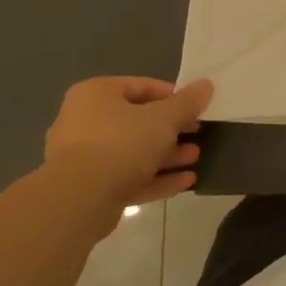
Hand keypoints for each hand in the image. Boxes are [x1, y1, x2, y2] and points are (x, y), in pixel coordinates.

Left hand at [41, 76, 213, 216]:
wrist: (78, 201)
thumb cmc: (122, 142)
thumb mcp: (164, 117)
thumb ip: (188, 101)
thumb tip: (206, 85)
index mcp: (96, 95)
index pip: (142, 86)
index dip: (173, 96)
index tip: (195, 108)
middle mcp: (84, 122)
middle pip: (138, 121)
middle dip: (172, 130)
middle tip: (197, 134)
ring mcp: (83, 158)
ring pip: (133, 152)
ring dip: (167, 155)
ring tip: (195, 158)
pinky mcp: (88, 189)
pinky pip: (127, 177)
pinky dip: (155, 178)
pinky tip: (185, 181)